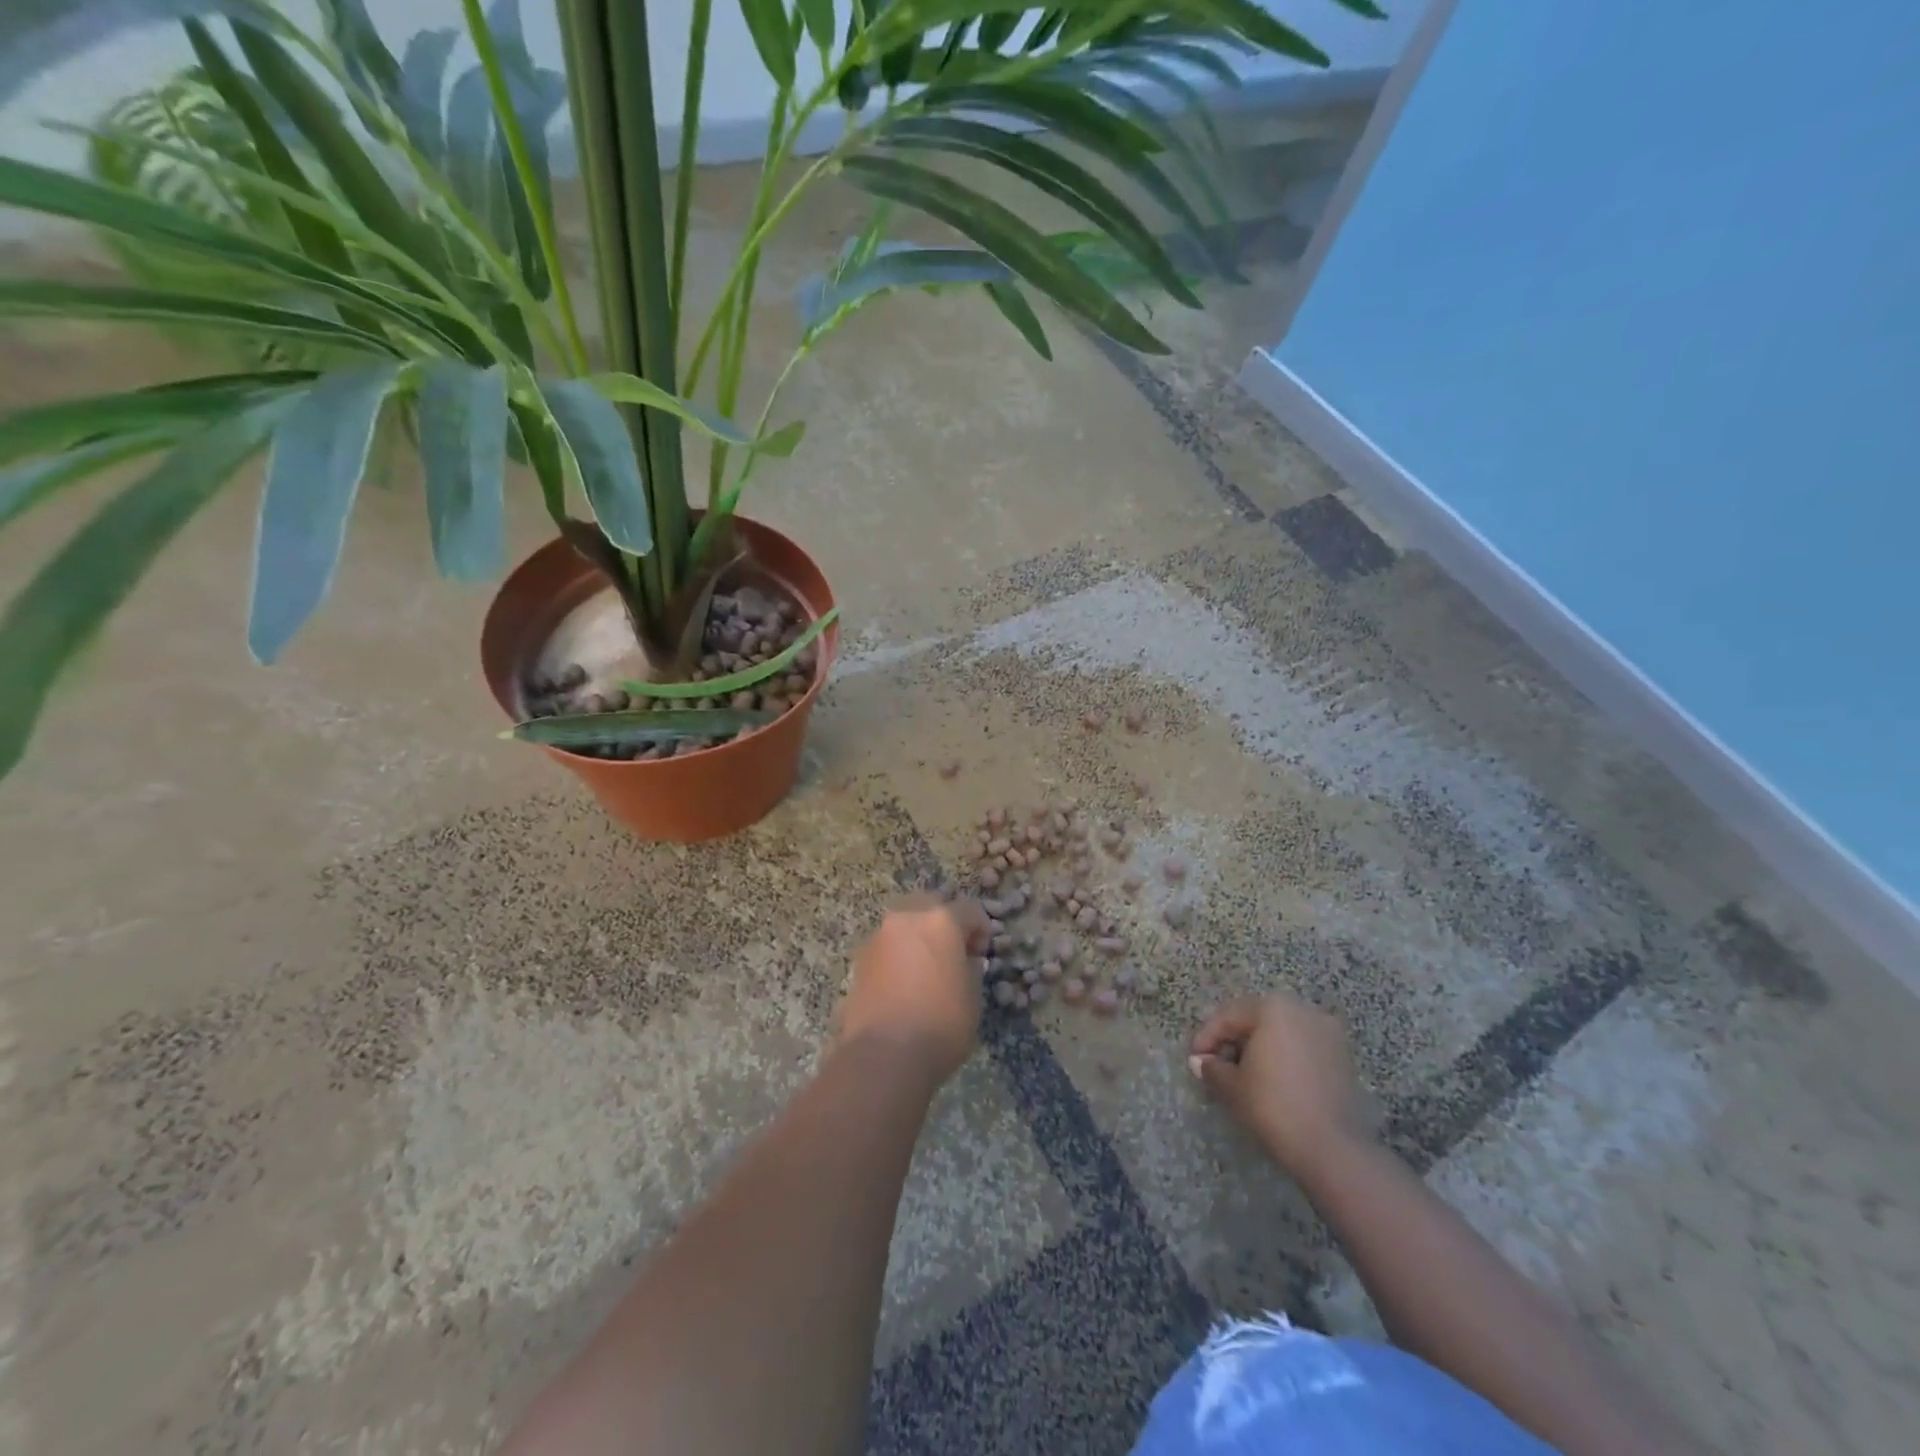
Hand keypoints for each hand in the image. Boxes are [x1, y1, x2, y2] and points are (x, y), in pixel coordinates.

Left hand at [835, 895, 990, 1085]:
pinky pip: (886, 946)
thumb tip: (964, 962)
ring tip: (926, 968)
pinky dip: (898, 955)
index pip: (969, 909)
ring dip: (917, 936)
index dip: (981, 928)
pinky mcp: (859, 959)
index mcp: (941, 920)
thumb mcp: (972, 998)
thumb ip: (970, 970)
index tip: (982, 951)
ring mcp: (879, 937)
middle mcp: (907, 918)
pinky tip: (904, 983)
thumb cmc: (941, 1024)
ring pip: (903, 923)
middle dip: (944, 922)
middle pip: (930, 905)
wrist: (884, 1055)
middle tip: (953, 951)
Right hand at [1190, 994, 1374, 1178]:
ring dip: (1258, 1049)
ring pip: (1281, 1033)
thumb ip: (1212, 1067)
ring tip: (1242, 1076)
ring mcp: (1328, 1032)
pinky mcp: (1343, 1057)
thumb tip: (1200, 1062)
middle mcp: (1303, 1010)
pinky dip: (1283, 1058)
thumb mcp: (1232, 1086)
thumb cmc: (1273, 1106)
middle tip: (1215, 1067)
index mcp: (1273, 1008)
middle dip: (1233, 1042)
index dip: (1206, 1038)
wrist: (1333, 1149)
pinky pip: (1302, 1048)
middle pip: (1256, 1020)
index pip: (1229, 1016)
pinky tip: (1271, 1082)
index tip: (1194, 1060)